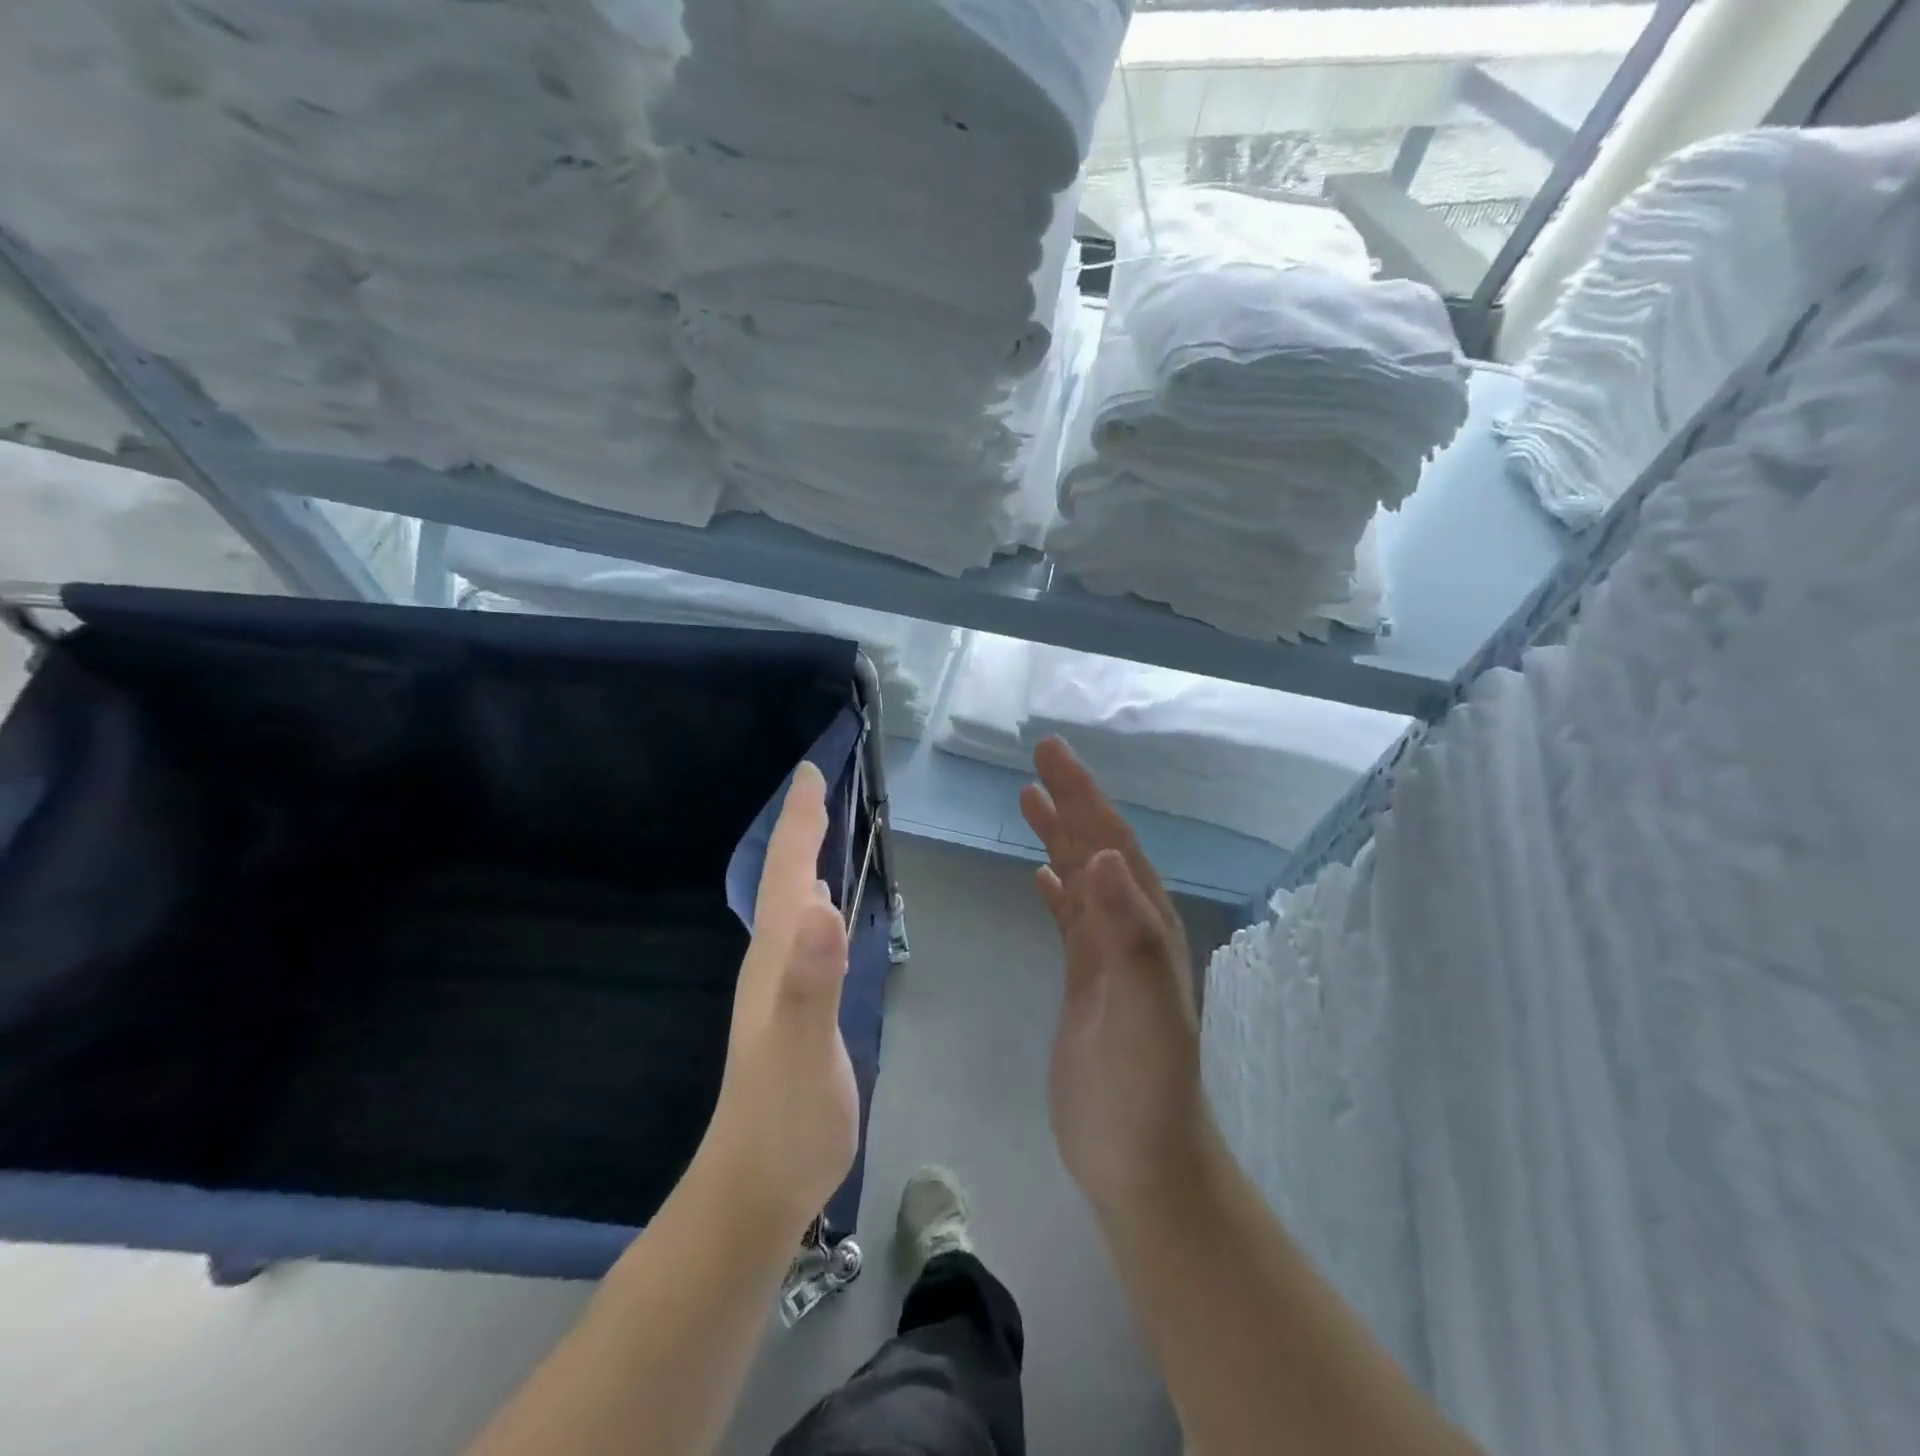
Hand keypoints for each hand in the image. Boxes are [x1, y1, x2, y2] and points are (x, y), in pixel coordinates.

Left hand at [696, 762, 859, 1239]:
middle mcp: (773, 959)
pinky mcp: (795, 1008)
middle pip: (784, 878)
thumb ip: (811, 980)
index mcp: (776, 955)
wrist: (756, 1189)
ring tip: (820, 832)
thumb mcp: (805, 1049)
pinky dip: (813, 902)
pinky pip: (804, 934)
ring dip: (802, 861)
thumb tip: (822, 904)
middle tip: (817, 789)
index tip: (810, 774)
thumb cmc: (785, 1120)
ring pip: (789, 904)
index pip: (787, 872)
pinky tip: (823, 908)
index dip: (800, 821)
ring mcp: (781, 985)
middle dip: (800, 829)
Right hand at [1020, 737, 1209, 1219]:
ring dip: (1060, 838)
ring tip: (1030, 800)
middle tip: (1039, 760)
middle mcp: (1130, 929)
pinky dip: (1057, 890)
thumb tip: (1107, 854)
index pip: (1112, 842)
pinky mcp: (1086, 982)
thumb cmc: (1144, 1087)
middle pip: (1097, 849)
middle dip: (1070, 802)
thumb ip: (1129, 933)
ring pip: (1082, 879)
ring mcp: (1107, 956)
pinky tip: (1041, 877)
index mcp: (1146, 925)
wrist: (1139, 1160)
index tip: (1051, 754)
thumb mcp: (1144, 1010)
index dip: (1083, 796)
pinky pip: (1070, 919)